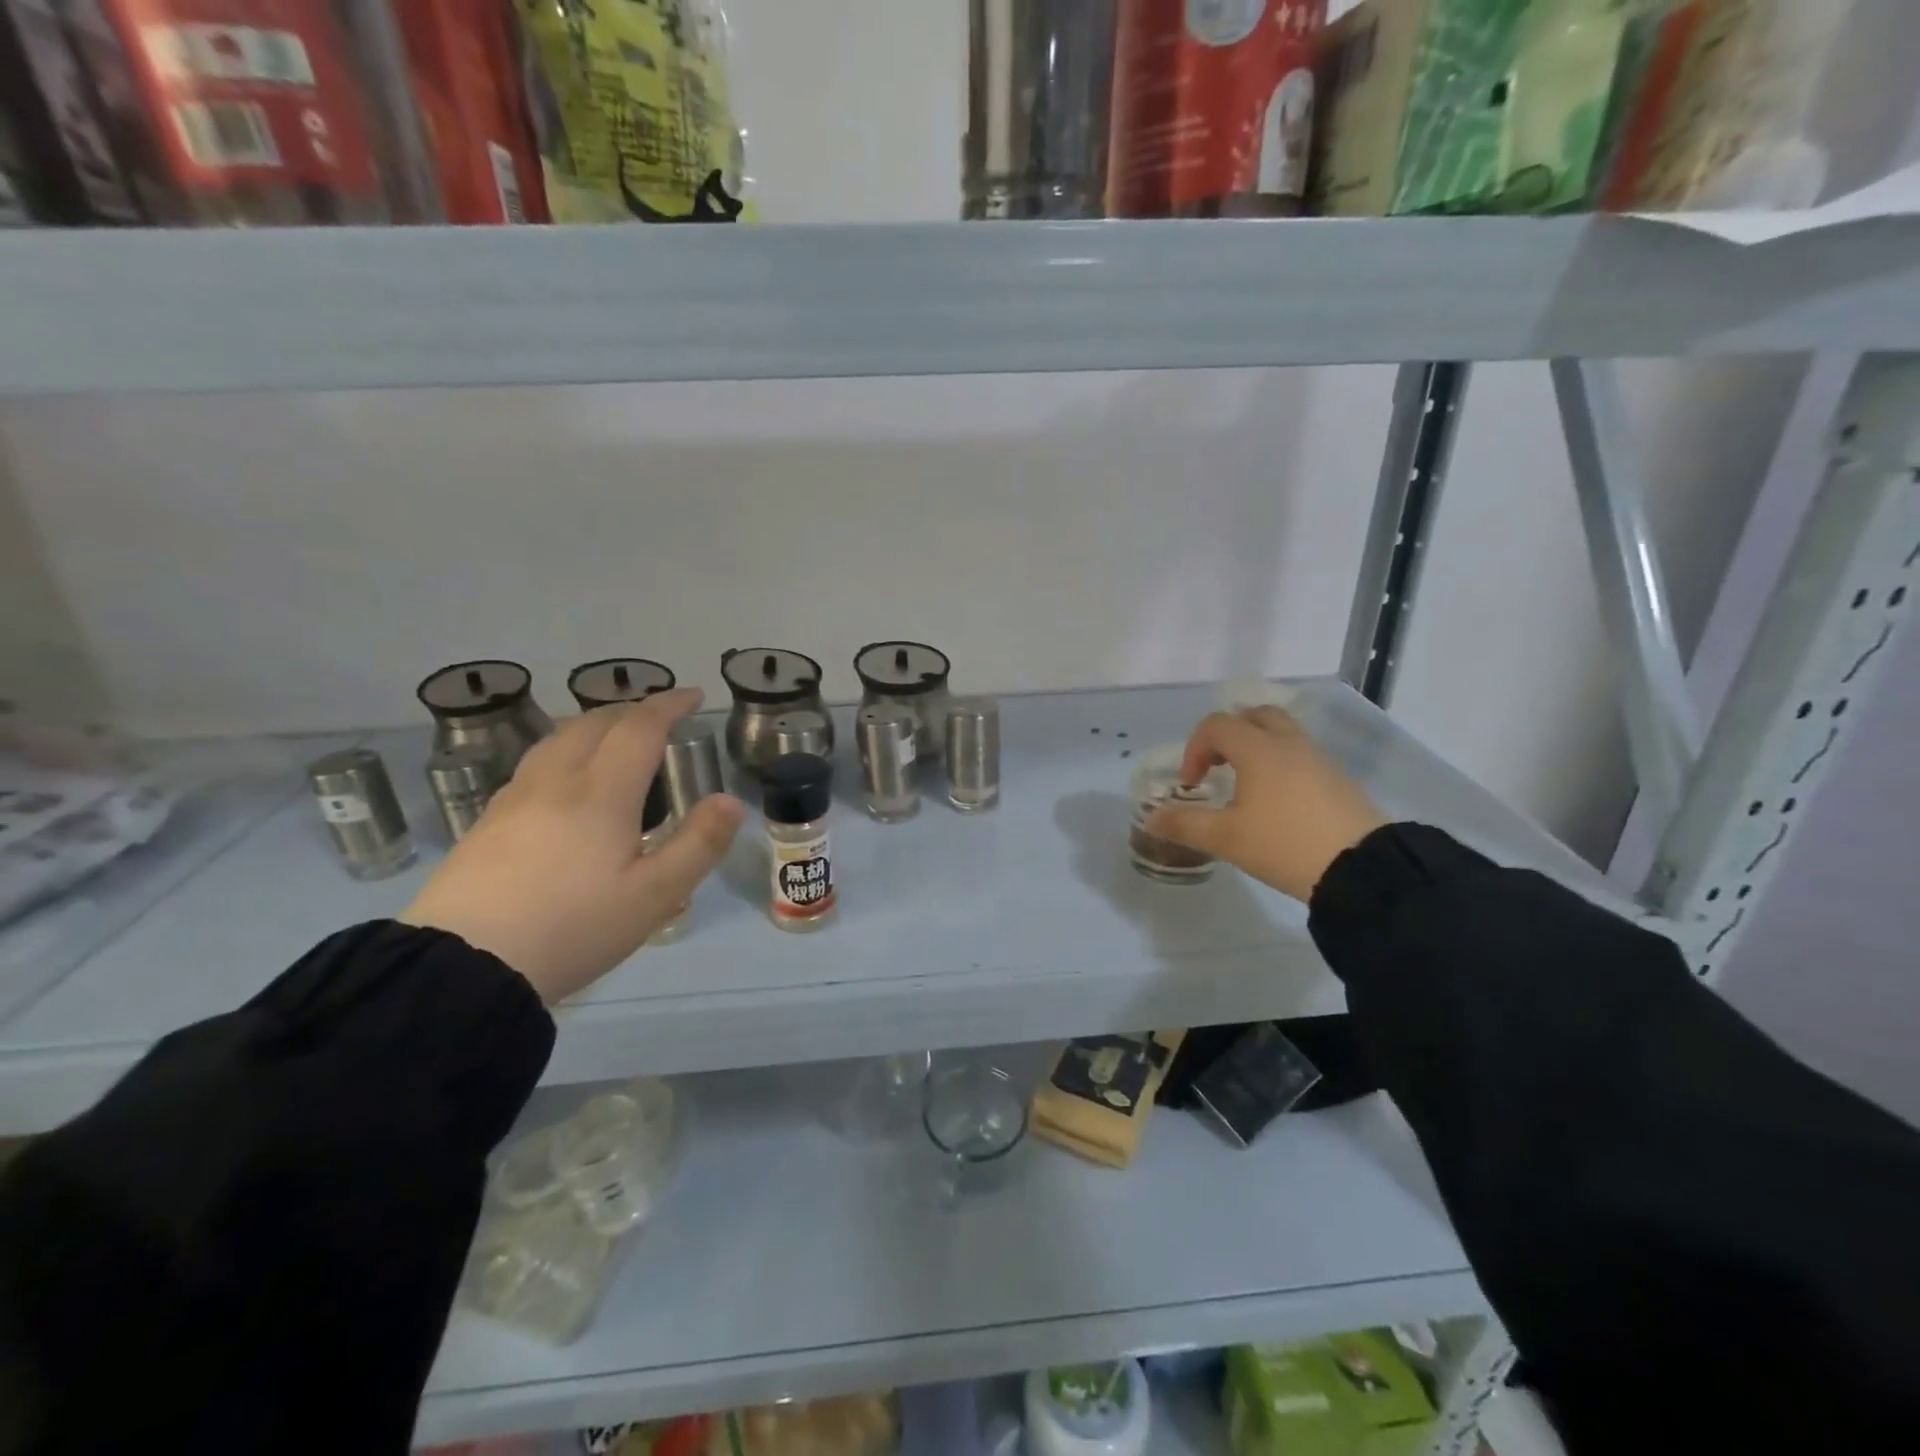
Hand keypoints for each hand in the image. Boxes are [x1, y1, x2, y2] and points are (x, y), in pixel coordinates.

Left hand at [400, 689, 745, 1004]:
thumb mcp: (654, 896)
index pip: (640, 727)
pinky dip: (566, 750)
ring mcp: (515, 799)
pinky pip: (536, 764)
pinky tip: (567, 782)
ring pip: (558, 738)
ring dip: (596, 725)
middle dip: (633, 710)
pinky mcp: (488, 822)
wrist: (463, 967)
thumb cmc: (572, 928)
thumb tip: (731, 801)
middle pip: (595, 722)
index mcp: (601, 793)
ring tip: (616, 739)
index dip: (670, 705)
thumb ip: (699, 844)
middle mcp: (556, 781)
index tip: (694, 696)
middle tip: (661, 718)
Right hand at [1144, 706, 1386, 902]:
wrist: (1363, 869)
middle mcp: (1289, 744)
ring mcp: (1319, 759)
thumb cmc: (1284, 844)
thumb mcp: (1226, 838)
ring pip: (1281, 734)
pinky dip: (1281, 765)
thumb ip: (1185, 824)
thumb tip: (1152, 818)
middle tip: (1219, 768)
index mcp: (1258, 749)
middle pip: (1254, 716)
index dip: (1195, 749)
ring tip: (1246, 787)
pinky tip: (1277, 803)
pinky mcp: (1338, 779)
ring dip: (1256, 748)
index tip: (1193, 785)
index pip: (1217, 725)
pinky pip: (1301, 756)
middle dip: (1229, 736)